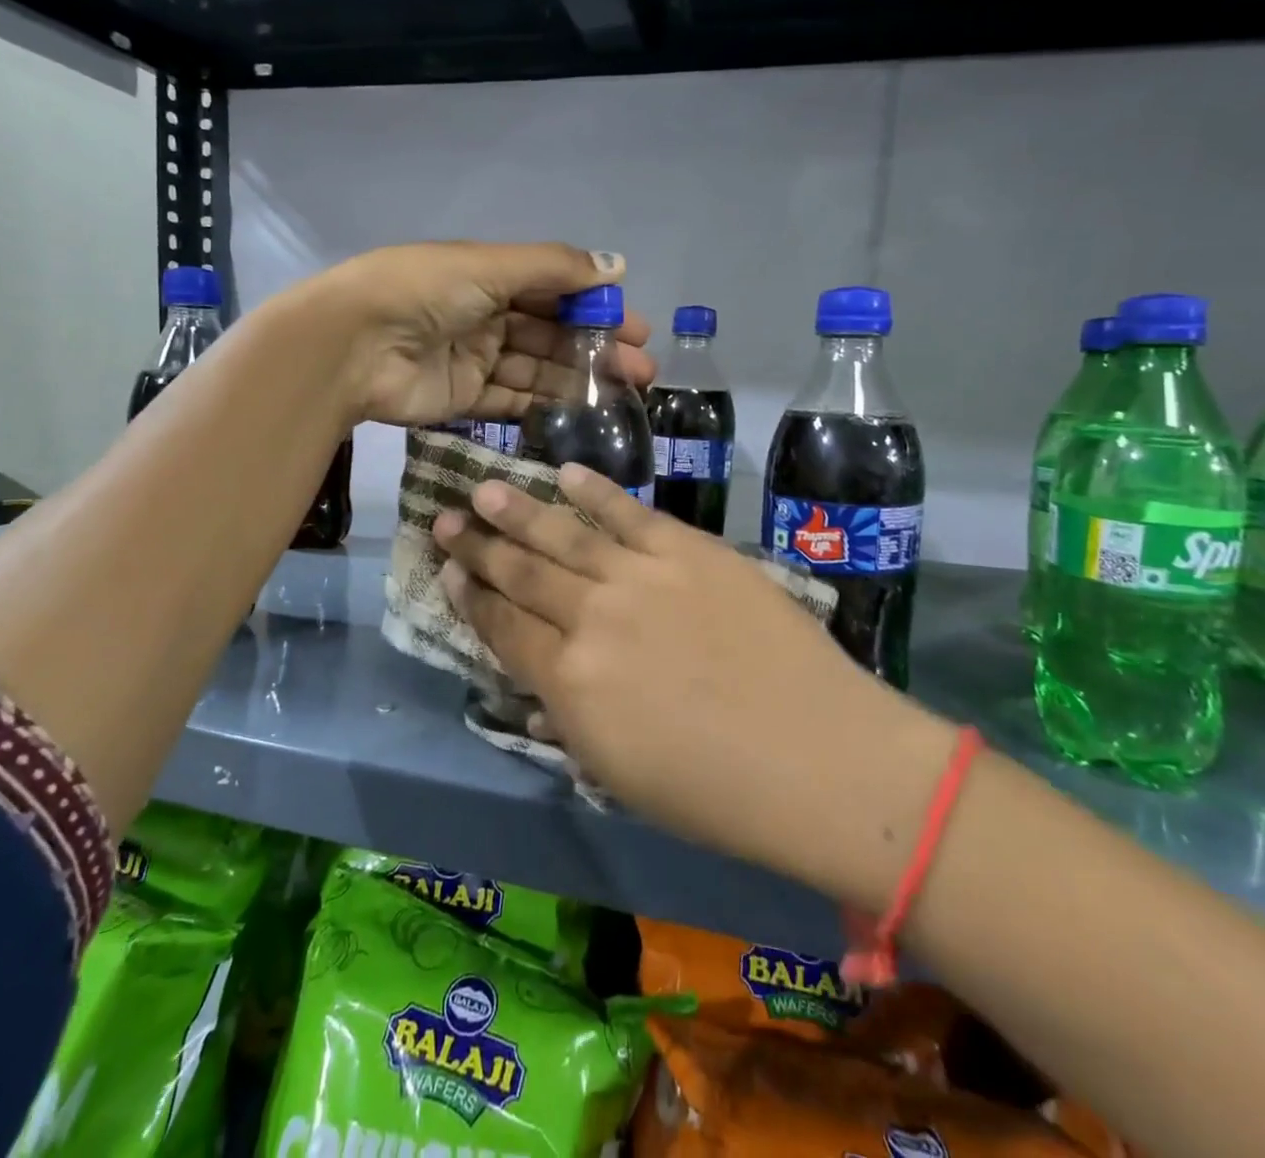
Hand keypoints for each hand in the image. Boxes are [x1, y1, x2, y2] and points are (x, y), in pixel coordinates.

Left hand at [311, 242, 655, 426]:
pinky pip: (511, 401)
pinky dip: (544, 406)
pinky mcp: (463, 398)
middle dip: (597, 350)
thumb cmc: (424, 292)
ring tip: (624, 394)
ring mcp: (474, 359)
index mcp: (489, 276)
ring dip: (579, 379)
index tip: (635, 327)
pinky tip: (581, 413)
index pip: (554, 291)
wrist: (353, 345)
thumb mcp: (490, 266)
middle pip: (551, 334)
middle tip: (642, 369)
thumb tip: (619, 266)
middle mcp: (485, 315)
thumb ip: (554, 268)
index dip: (595, 307)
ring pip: (537, 370)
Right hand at [431, 467, 947, 893]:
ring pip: (563, 533)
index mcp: (567, 682)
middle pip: (522, 573)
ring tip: (485, 489)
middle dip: (478, 547)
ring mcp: (640, 575)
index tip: (448, 573)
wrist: (819, 757)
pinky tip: (567, 473)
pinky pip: (629, 512)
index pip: (502, 628)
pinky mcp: (688, 549)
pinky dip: (595, 492)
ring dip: (520, 510)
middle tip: (446, 519)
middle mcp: (591, 617)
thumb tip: (541, 685)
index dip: (471, 598)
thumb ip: (568, 718)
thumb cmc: (715, 792)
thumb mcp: (616, 773)